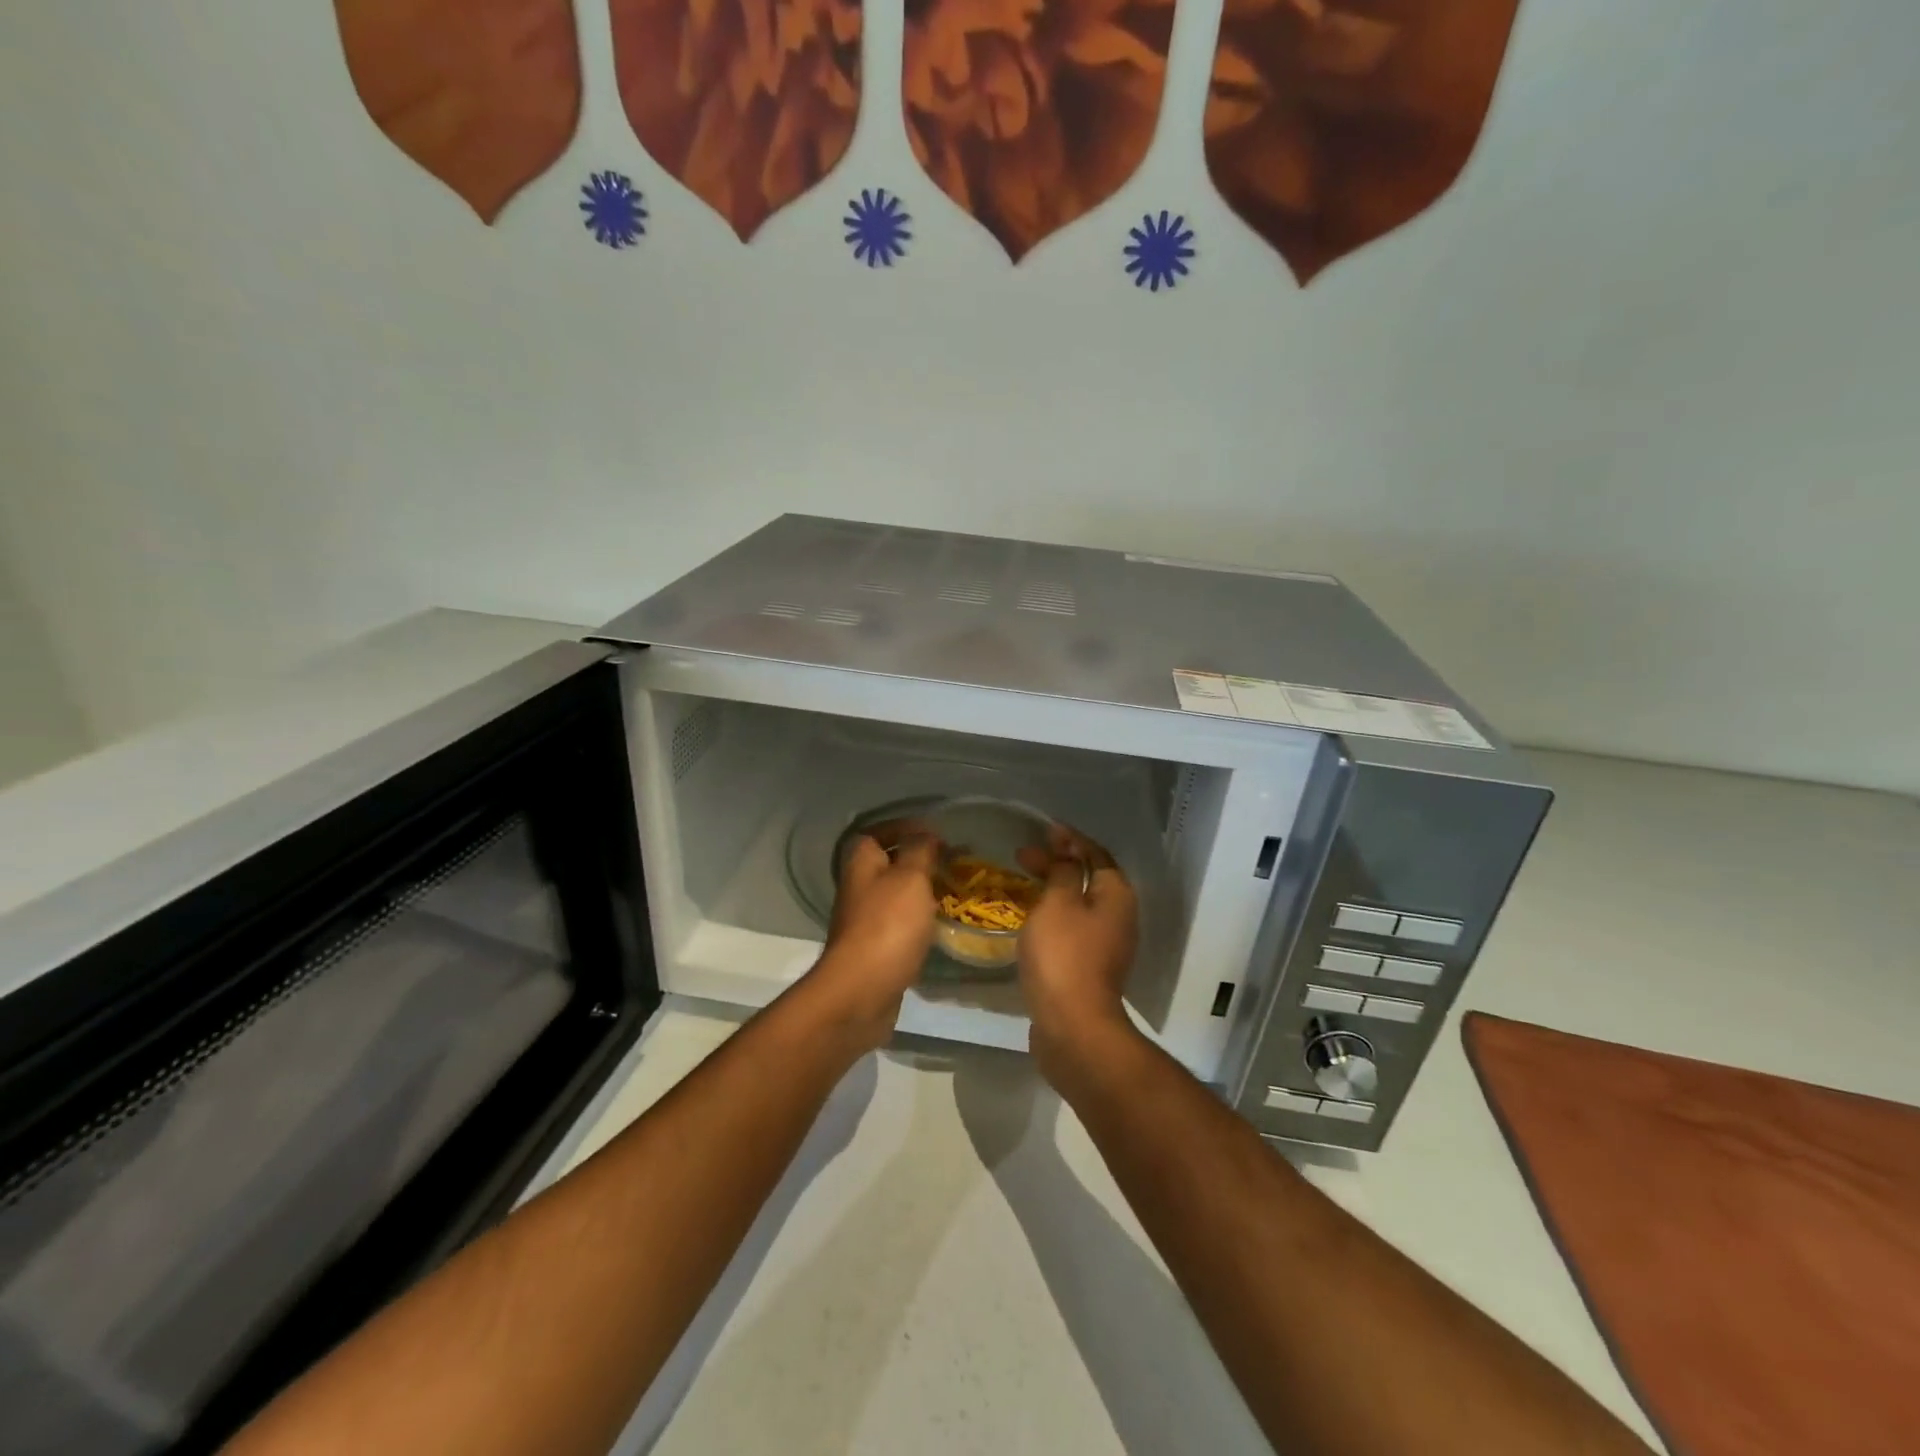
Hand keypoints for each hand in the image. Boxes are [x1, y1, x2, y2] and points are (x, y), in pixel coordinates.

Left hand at [809, 824, 941, 1048]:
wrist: (862, 991)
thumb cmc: (888, 925)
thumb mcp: (910, 877)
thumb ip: (920, 851)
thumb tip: (926, 835)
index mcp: (861, 861)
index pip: (878, 831)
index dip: (905, 827)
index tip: (936, 833)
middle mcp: (858, 886)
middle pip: (888, 862)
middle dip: (918, 859)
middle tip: (951, 862)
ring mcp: (864, 919)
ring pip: (895, 893)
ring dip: (921, 890)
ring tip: (953, 890)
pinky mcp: (875, 947)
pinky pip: (899, 922)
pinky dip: (919, 918)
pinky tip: (940, 923)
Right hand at [1015, 825, 1139, 1077]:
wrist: (1073, 1027)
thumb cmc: (1064, 956)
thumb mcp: (1058, 903)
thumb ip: (1063, 871)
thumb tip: (1068, 851)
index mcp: (1116, 896)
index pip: (1096, 854)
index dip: (1070, 839)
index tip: (1044, 830)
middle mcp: (1119, 917)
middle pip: (1088, 878)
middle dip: (1058, 864)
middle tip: (1023, 856)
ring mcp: (1107, 946)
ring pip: (1079, 905)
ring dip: (1054, 890)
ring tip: (1023, 883)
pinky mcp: (1090, 968)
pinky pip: (1072, 929)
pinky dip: (1053, 916)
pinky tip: (1030, 920)